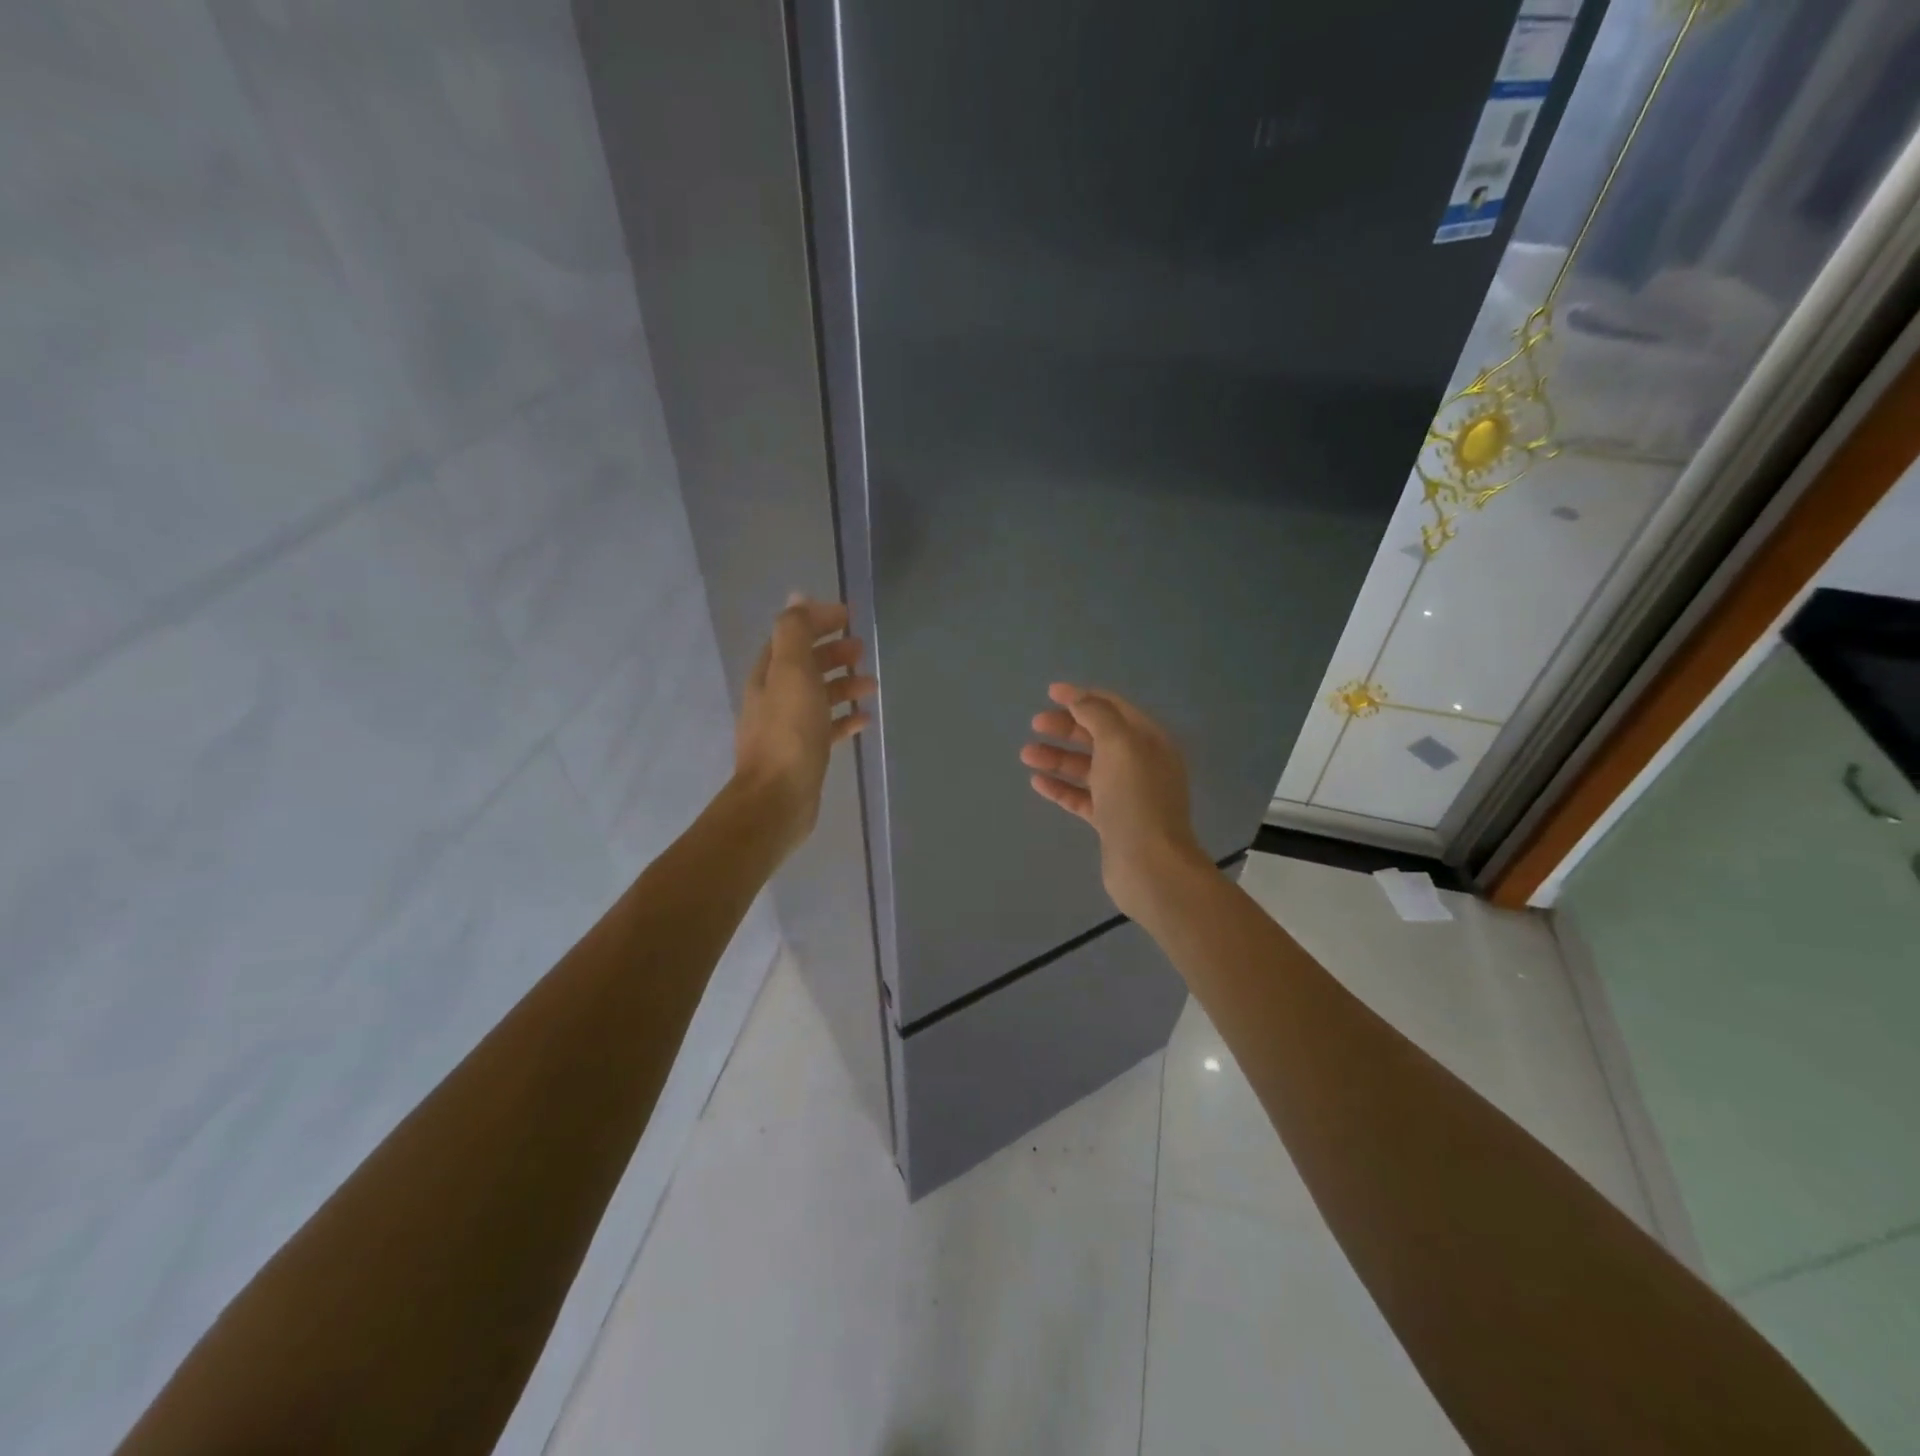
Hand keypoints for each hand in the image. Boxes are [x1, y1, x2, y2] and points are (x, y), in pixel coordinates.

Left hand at [734, 596, 875, 858]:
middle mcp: (775, 698)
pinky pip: (828, 728)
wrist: (778, 799)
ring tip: (872, 684)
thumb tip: (798, 596)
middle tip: (861, 648)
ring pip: (819, 696)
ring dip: (844, 685)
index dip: (817, 622)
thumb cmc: (788, 732)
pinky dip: (846, 719)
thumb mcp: (791, 672)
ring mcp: (789, 728)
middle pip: (805, 665)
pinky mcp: (805, 754)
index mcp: (768, 675)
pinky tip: (866, 719)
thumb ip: (795, 632)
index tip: (848, 617)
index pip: (791, 636)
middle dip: (832, 653)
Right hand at [1021, 683, 1208, 919]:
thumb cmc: (1136, 797)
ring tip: (1026, 753)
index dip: (1083, 697)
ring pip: (1086, 766)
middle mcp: (1140, 763)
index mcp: (1149, 740)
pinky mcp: (1111, 820)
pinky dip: (1060, 787)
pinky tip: (1037, 781)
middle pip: (1098, 736)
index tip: (1050, 692)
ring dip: (1057, 757)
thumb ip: (1097, 715)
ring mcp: (1125, 793)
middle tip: (1035, 723)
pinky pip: (1081, 796)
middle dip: (1066, 726)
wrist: (1149, 864)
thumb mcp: (1119, 744)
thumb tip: (1078, 699)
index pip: (1114, 708)